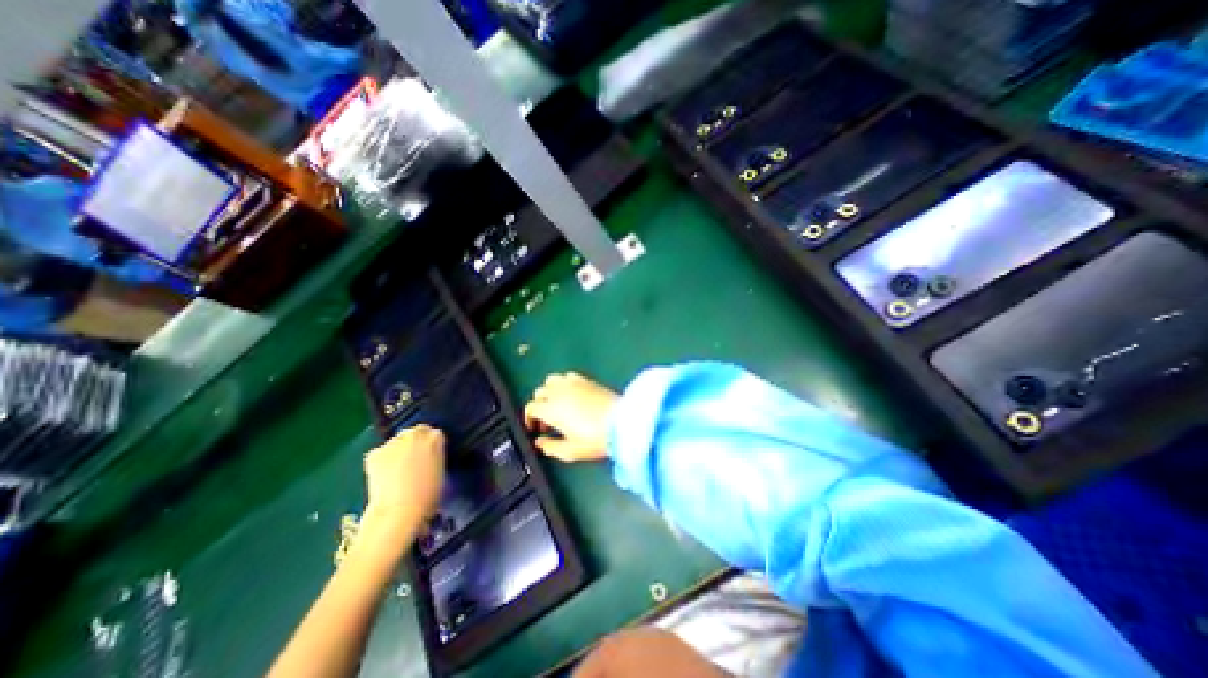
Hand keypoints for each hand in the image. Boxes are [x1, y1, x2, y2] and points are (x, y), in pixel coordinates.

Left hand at [364, 423, 447, 529]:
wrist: (400, 510)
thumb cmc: (428, 494)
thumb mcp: (440, 470)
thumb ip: (435, 456)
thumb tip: (427, 457)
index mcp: (435, 437)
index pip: (434, 434)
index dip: (430, 446)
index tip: (428, 457)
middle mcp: (415, 434)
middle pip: (414, 432)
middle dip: (413, 443)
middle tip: (412, 461)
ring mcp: (393, 442)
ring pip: (396, 442)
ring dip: (397, 451)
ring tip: (396, 471)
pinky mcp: (374, 453)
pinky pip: (379, 454)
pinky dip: (380, 462)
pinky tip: (383, 476)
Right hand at [523, 373, 617, 463]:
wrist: (623, 423)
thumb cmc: (596, 439)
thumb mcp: (571, 451)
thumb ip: (551, 447)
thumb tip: (540, 443)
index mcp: (552, 409)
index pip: (531, 407)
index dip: (529, 418)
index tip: (535, 428)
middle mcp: (559, 392)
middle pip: (539, 392)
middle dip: (539, 405)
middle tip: (547, 420)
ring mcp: (574, 384)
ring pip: (552, 380)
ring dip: (550, 391)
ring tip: (558, 404)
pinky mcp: (587, 380)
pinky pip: (568, 376)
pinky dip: (564, 383)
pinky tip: (572, 395)